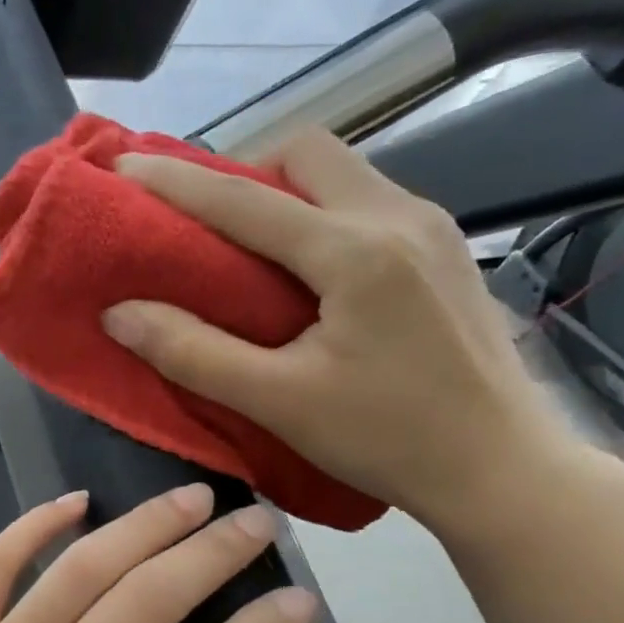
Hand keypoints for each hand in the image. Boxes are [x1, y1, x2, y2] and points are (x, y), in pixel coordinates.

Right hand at [98, 128, 609, 535]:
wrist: (504, 469)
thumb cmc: (389, 438)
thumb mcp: (278, 402)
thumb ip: (192, 353)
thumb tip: (119, 313)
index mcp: (356, 252)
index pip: (245, 199)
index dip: (176, 182)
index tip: (124, 169)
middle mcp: (399, 217)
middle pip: (307, 152)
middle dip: (244, 171)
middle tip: (205, 222)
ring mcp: (431, 228)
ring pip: (341, 172)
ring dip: (283, 190)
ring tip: (247, 244)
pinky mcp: (445, 250)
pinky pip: (366, 200)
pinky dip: (319, 212)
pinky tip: (307, 269)